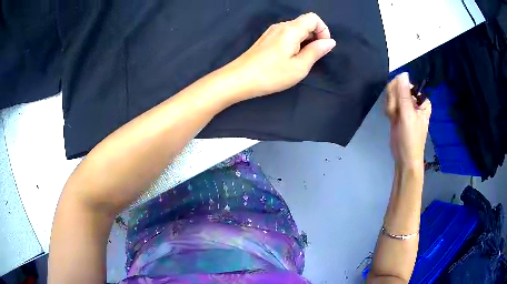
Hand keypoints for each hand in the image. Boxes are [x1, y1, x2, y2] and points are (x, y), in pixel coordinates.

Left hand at [226, 12, 335, 99]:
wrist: (239, 79)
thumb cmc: (271, 75)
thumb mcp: (299, 67)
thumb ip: (316, 51)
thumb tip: (330, 41)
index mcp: (291, 29)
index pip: (313, 18)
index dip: (323, 30)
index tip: (323, 46)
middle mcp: (281, 26)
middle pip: (305, 23)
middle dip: (315, 36)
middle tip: (313, 57)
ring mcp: (271, 32)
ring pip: (296, 29)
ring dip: (305, 41)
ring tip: (301, 60)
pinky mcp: (266, 39)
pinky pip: (286, 35)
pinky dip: (294, 43)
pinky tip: (289, 58)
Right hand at [386, 73, 431, 169]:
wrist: (404, 157)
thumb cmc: (411, 138)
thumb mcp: (408, 115)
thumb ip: (403, 94)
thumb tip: (402, 73)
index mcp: (421, 100)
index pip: (406, 84)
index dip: (399, 91)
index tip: (398, 103)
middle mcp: (414, 101)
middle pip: (398, 88)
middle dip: (394, 100)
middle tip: (396, 113)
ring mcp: (405, 106)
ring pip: (392, 95)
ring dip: (390, 106)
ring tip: (394, 118)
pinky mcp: (398, 112)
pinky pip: (390, 102)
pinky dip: (389, 110)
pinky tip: (391, 118)